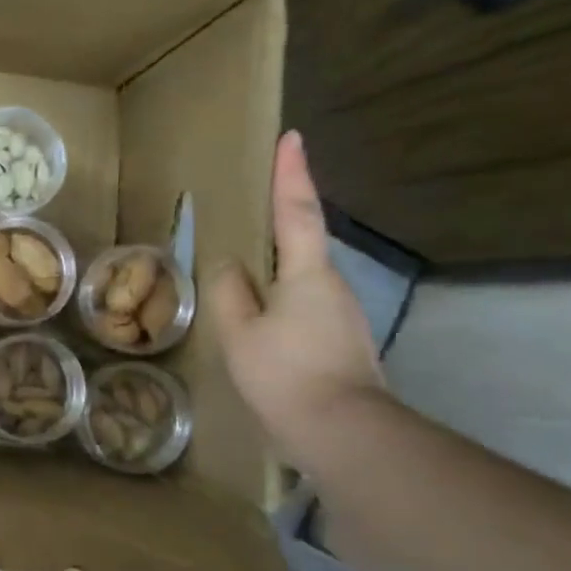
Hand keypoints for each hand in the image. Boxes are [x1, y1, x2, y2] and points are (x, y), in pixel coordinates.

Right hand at [209, 131, 384, 467]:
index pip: (296, 212)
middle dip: (280, 219)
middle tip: (253, 201)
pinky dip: (277, 299)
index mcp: (307, 274)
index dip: (292, 174)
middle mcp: (331, 286)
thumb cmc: (286, 375)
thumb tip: (228, 266)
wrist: (343, 434)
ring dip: (274, 268)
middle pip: (301, 242)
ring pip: (298, 278)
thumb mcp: (239, 332)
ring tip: (240, 272)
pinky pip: (300, 305)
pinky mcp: (338, 341)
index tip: (292, 137)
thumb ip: (228, 292)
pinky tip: (256, 321)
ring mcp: (339, 315)